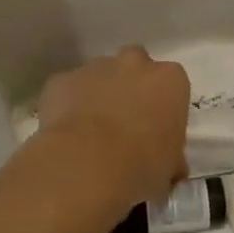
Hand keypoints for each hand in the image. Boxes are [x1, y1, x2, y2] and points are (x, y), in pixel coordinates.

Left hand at [36, 46, 189, 208]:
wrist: (86, 166)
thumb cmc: (141, 166)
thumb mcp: (169, 168)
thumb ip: (171, 158)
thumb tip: (170, 168)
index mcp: (170, 80)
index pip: (172, 85)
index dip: (163, 107)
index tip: (156, 131)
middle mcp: (135, 64)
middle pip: (135, 66)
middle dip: (131, 87)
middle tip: (125, 123)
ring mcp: (95, 68)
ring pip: (100, 75)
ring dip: (99, 95)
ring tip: (92, 133)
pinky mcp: (61, 80)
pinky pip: (68, 90)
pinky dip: (68, 105)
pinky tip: (66, 135)